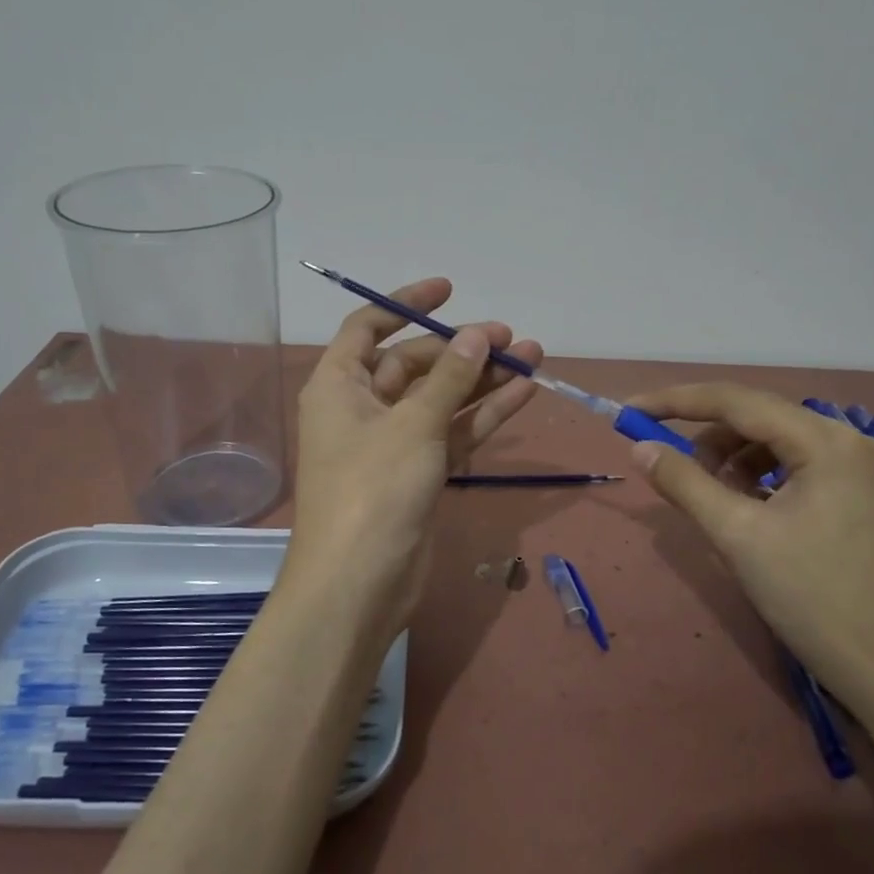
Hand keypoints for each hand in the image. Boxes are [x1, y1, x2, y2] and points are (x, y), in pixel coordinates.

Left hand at [285, 278, 540, 649]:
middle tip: (512, 338)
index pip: (368, 328)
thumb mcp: (414, 425)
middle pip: (414, 364)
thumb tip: (477, 334)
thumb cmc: (374, 490)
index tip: (450, 290)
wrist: (360, 584)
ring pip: (442, 399)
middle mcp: (363, 408)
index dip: (405, 304)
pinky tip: (523, 392)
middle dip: (462, 349)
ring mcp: (393, 443)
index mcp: (340, 385)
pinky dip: (484, 415)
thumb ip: (450, 377)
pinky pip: (453, 433)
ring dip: (483, 379)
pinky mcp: (419, 474)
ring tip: (533, 356)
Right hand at [625, 383, 873, 730]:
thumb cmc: (813, 598)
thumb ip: (684, 483)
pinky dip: (762, 480)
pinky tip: (749, 512)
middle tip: (674, 474)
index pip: (736, 401)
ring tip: (715, 503)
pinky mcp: (864, 495)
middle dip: (708, 440)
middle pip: (759, 419)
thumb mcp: (737, 536)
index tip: (630, 411)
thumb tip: (640, 448)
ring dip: (734, 462)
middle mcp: (851, 440)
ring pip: (777, 443)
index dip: (675, 402)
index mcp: (826, 441)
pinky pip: (798, 467)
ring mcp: (863, 468)